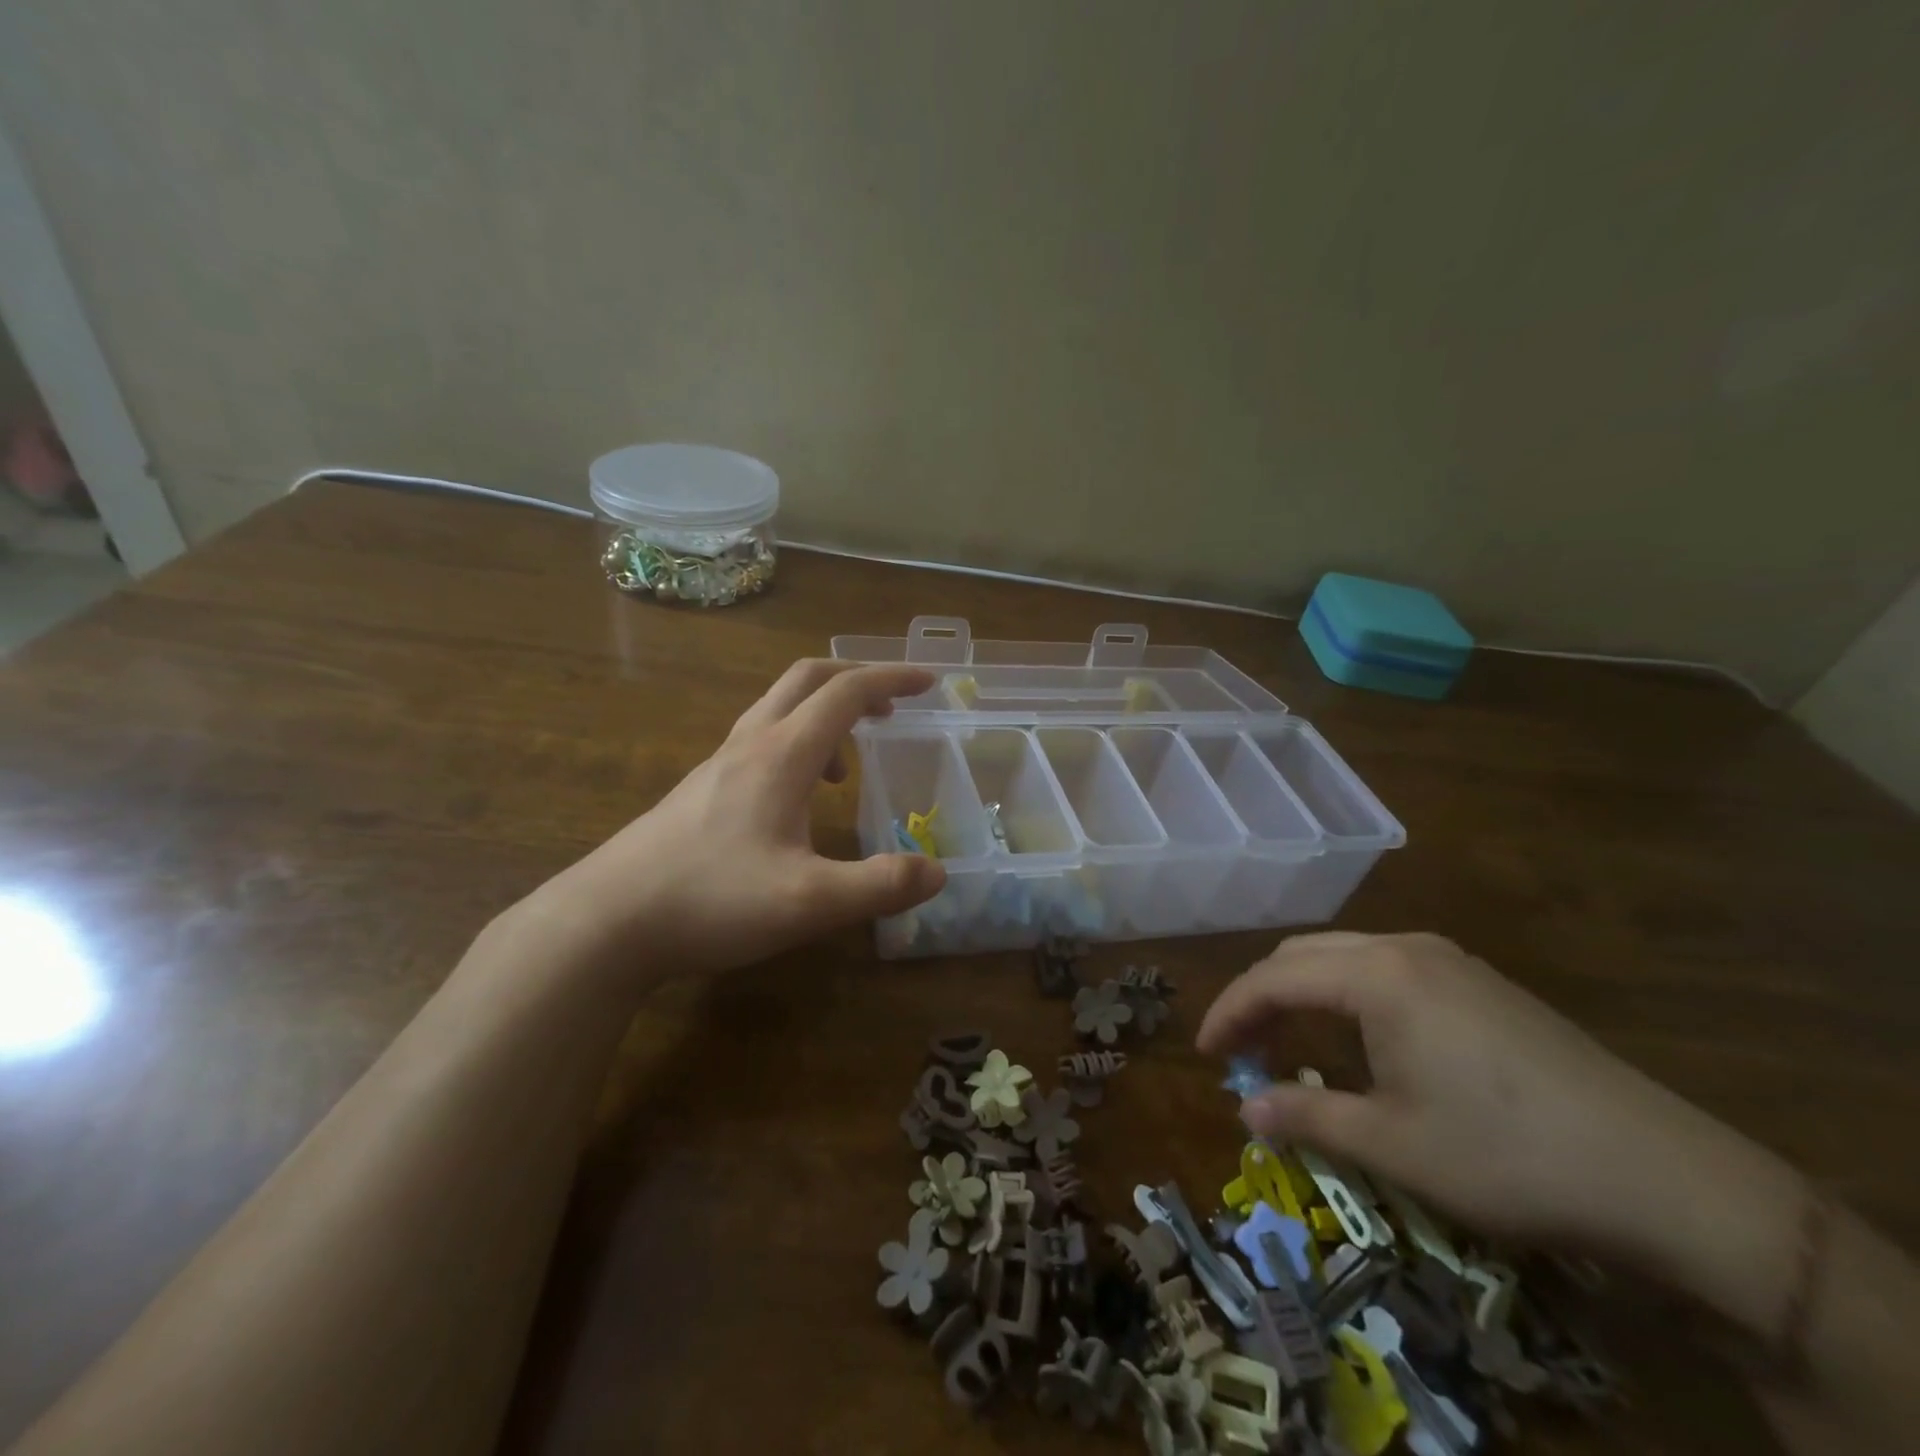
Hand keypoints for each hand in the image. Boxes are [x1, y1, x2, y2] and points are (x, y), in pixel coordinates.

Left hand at [535, 660, 945, 976]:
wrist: (608, 920)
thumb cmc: (712, 900)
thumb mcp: (809, 902)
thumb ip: (880, 886)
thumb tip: (938, 872)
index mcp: (782, 754)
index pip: (846, 693)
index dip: (892, 680)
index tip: (930, 683)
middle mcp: (750, 744)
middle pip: (807, 679)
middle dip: (857, 680)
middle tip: (892, 707)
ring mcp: (719, 763)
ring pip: (779, 708)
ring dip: (824, 714)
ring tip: (849, 763)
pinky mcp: (701, 788)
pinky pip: (760, 740)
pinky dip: (797, 744)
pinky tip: (798, 798)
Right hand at [1196, 932, 1780, 1260]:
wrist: (1666, 1176)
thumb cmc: (1507, 1155)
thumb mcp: (1393, 1144)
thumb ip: (1306, 1117)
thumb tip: (1244, 1109)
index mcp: (1376, 974)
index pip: (1272, 978)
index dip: (1229, 1012)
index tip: (1205, 1053)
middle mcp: (1404, 947)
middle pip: (1302, 955)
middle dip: (1261, 998)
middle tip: (1242, 1052)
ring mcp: (1448, 959)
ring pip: (1343, 957)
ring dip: (1302, 994)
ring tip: (1290, 1046)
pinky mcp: (1479, 981)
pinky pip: (1384, 969)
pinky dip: (1345, 995)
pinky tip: (1358, 1040)